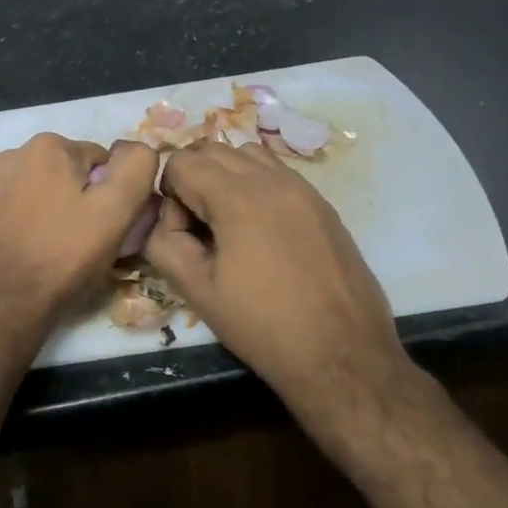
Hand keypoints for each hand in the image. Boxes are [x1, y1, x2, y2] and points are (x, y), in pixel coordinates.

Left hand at [0, 134, 158, 326]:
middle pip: (73, 173)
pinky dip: (37, 222)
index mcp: (47, 145)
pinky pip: (24, 207)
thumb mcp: (116, 211)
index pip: (103, 161)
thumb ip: (135, 168)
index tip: (109, 226)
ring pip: (48, 190)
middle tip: (89, 240)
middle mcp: (15, 153)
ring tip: (63, 249)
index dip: (114, 195)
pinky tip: (39, 249)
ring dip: (61, 211)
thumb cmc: (64, 256)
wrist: (6, 305)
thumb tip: (138, 149)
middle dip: (86, 200)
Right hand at [145, 141, 412, 426]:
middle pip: (213, 149)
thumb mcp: (198, 292)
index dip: (169, 196)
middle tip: (199, 229)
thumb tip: (163, 221)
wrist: (344, 358)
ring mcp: (304, 189)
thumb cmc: (265, 328)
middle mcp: (273, 180)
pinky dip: (256, 184)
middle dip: (193, 179)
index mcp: (238, 198)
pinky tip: (260, 231)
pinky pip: (277, 172)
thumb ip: (165, 245)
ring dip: (226, 176)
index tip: (182, 235)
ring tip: (229, 224)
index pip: (181, 163)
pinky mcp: (323, 205)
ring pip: (248, 154)